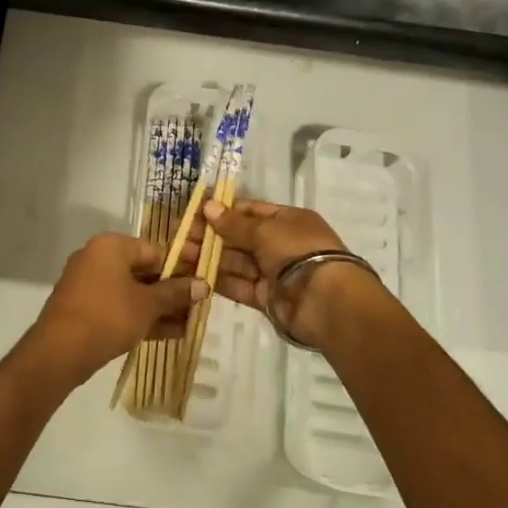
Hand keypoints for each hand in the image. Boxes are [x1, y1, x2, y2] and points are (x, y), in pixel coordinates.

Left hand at [22, 234, 204, 387]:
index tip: (203, 283)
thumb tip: (203, 284)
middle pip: (144, 270)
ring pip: (132, 291)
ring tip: (190, 324)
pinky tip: (169, 333)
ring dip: (159, 307)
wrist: (59, 351)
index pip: (155, 250)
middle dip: (171, 291)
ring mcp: (88, 283)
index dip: (182, 267)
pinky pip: (119, 306)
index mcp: (111, 245)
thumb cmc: (108, 316)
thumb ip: (175, 293)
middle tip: (199, 306)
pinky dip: (140, 316)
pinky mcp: (84, 307)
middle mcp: (97, 257)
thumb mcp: (147, 305)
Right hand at [193, 200, 378, 350]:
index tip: (195, 213)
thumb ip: (234, 223)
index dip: (222, 211)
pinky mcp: (267, 298)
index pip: (249, 211)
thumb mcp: (265, 230)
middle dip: (211, 237)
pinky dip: (219, 281)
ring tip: (180, 257)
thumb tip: (207, 206)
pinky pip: (239, 286)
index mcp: (287, 220)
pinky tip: (195, 277)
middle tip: (180, 238)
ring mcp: (274, 272)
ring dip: (210, 259)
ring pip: (236, 262)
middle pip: (240, 238)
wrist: (327, 301)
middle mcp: (280, 244)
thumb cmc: (298, 251)